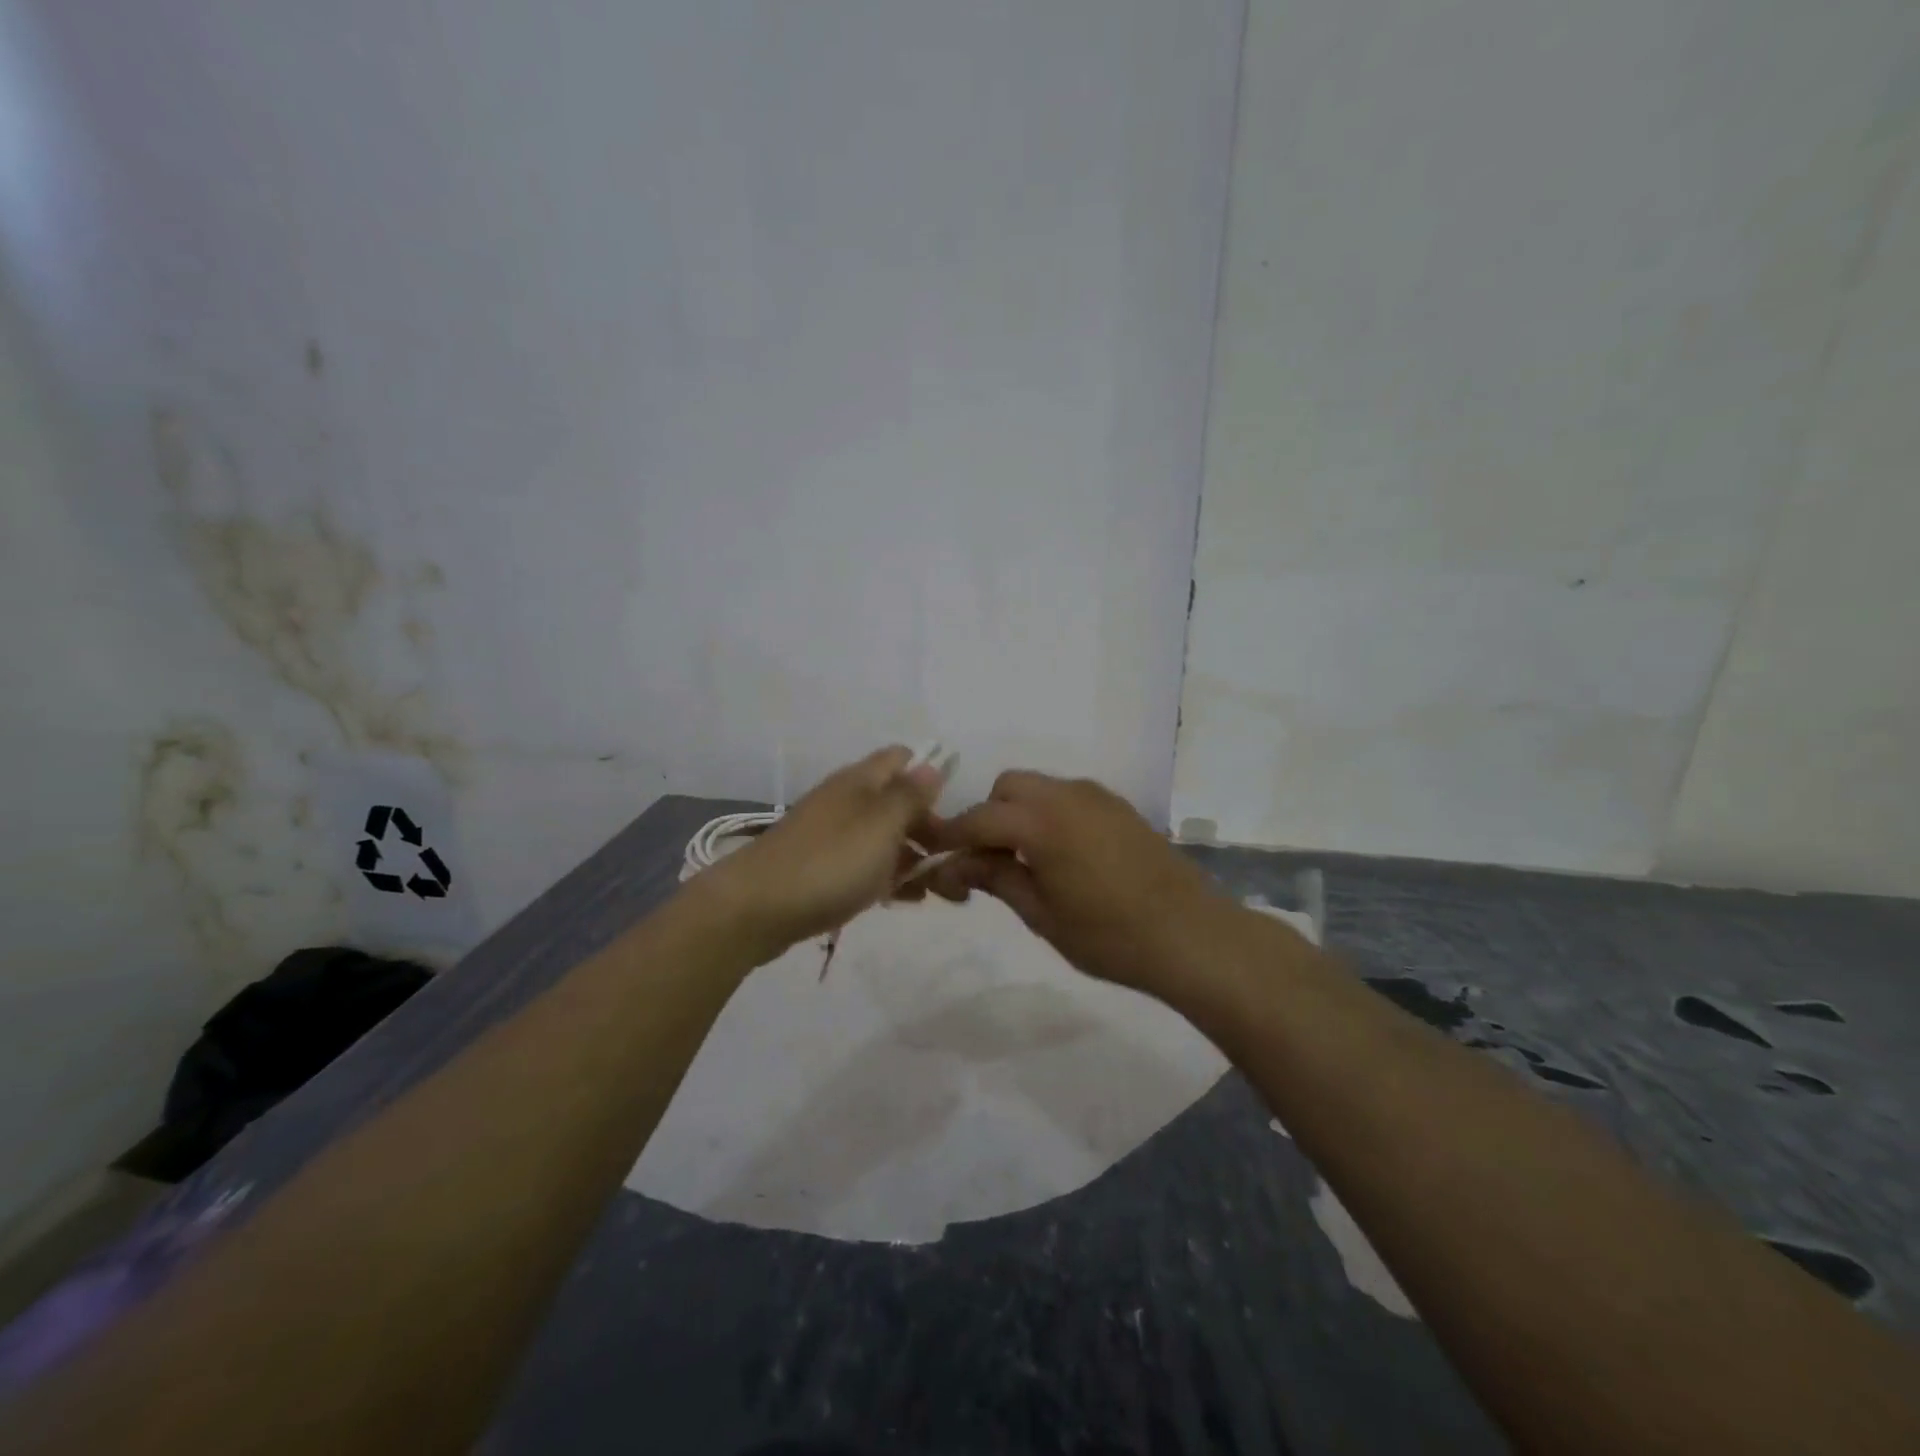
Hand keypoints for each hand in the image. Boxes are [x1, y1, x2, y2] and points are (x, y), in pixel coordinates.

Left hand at [703, 745, 943, 954]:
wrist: (756, 909)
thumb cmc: (829, 862)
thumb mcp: (881, 824)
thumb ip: (910, 795)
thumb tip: (932, 765)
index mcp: (860, 781)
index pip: (902, 758)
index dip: (931, 775)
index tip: (956, 810)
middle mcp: (846, 801)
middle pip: (897, 802)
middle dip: (929, 827)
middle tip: (955, 862)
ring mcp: (831, 836)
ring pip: (883, 838)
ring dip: (913, 857)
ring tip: (941, 890)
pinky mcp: (821, 869)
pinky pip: (865, 865)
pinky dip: (888, 877)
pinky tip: (905, 900)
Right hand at [918, 771, 1228, 996]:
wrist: (1193, 935)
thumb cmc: (1110, 935)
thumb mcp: (1042, 914)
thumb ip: (997, 878)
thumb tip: (957, 864)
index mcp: (1042, 821)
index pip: (978, 818)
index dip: (950, 836)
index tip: (930, 855)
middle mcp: (1067, 795)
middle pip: (1008, 788)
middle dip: (987, 817)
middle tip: (986, 862)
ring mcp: (1097, 797)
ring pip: (1039, 789)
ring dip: (1019, 814)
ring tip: (1022, 861)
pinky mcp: (1119, 808)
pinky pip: (1067, 798)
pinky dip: (1048, 815)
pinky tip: (1059, 856)